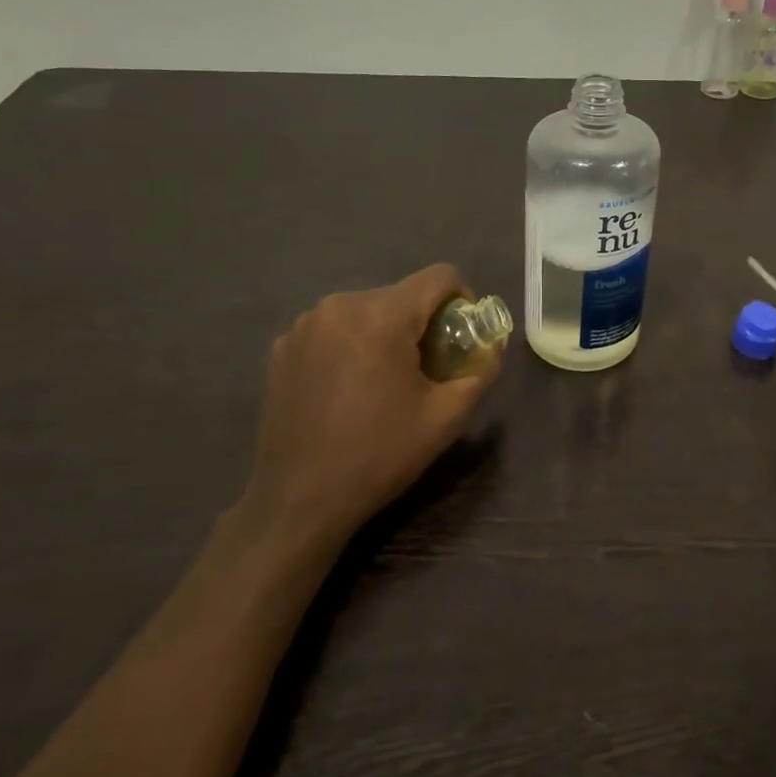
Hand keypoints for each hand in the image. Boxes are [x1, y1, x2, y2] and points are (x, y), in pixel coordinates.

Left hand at [235, 264, 501, 557]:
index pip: (439, 277)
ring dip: (385, 335)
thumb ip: (480, 371)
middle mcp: (339, 305)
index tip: (461, 338)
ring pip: (366, 311)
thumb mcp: (446, 417)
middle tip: (426, 371)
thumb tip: (493, 345)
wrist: (299, 499)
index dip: (462, 300)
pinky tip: (346, 390)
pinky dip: (350, 347)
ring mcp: (304, 325)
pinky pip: (332, 329)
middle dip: (421, 324)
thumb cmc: (380, 455)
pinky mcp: (282, 347)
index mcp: (382, 315)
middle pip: (401, 295)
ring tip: (383, 383)